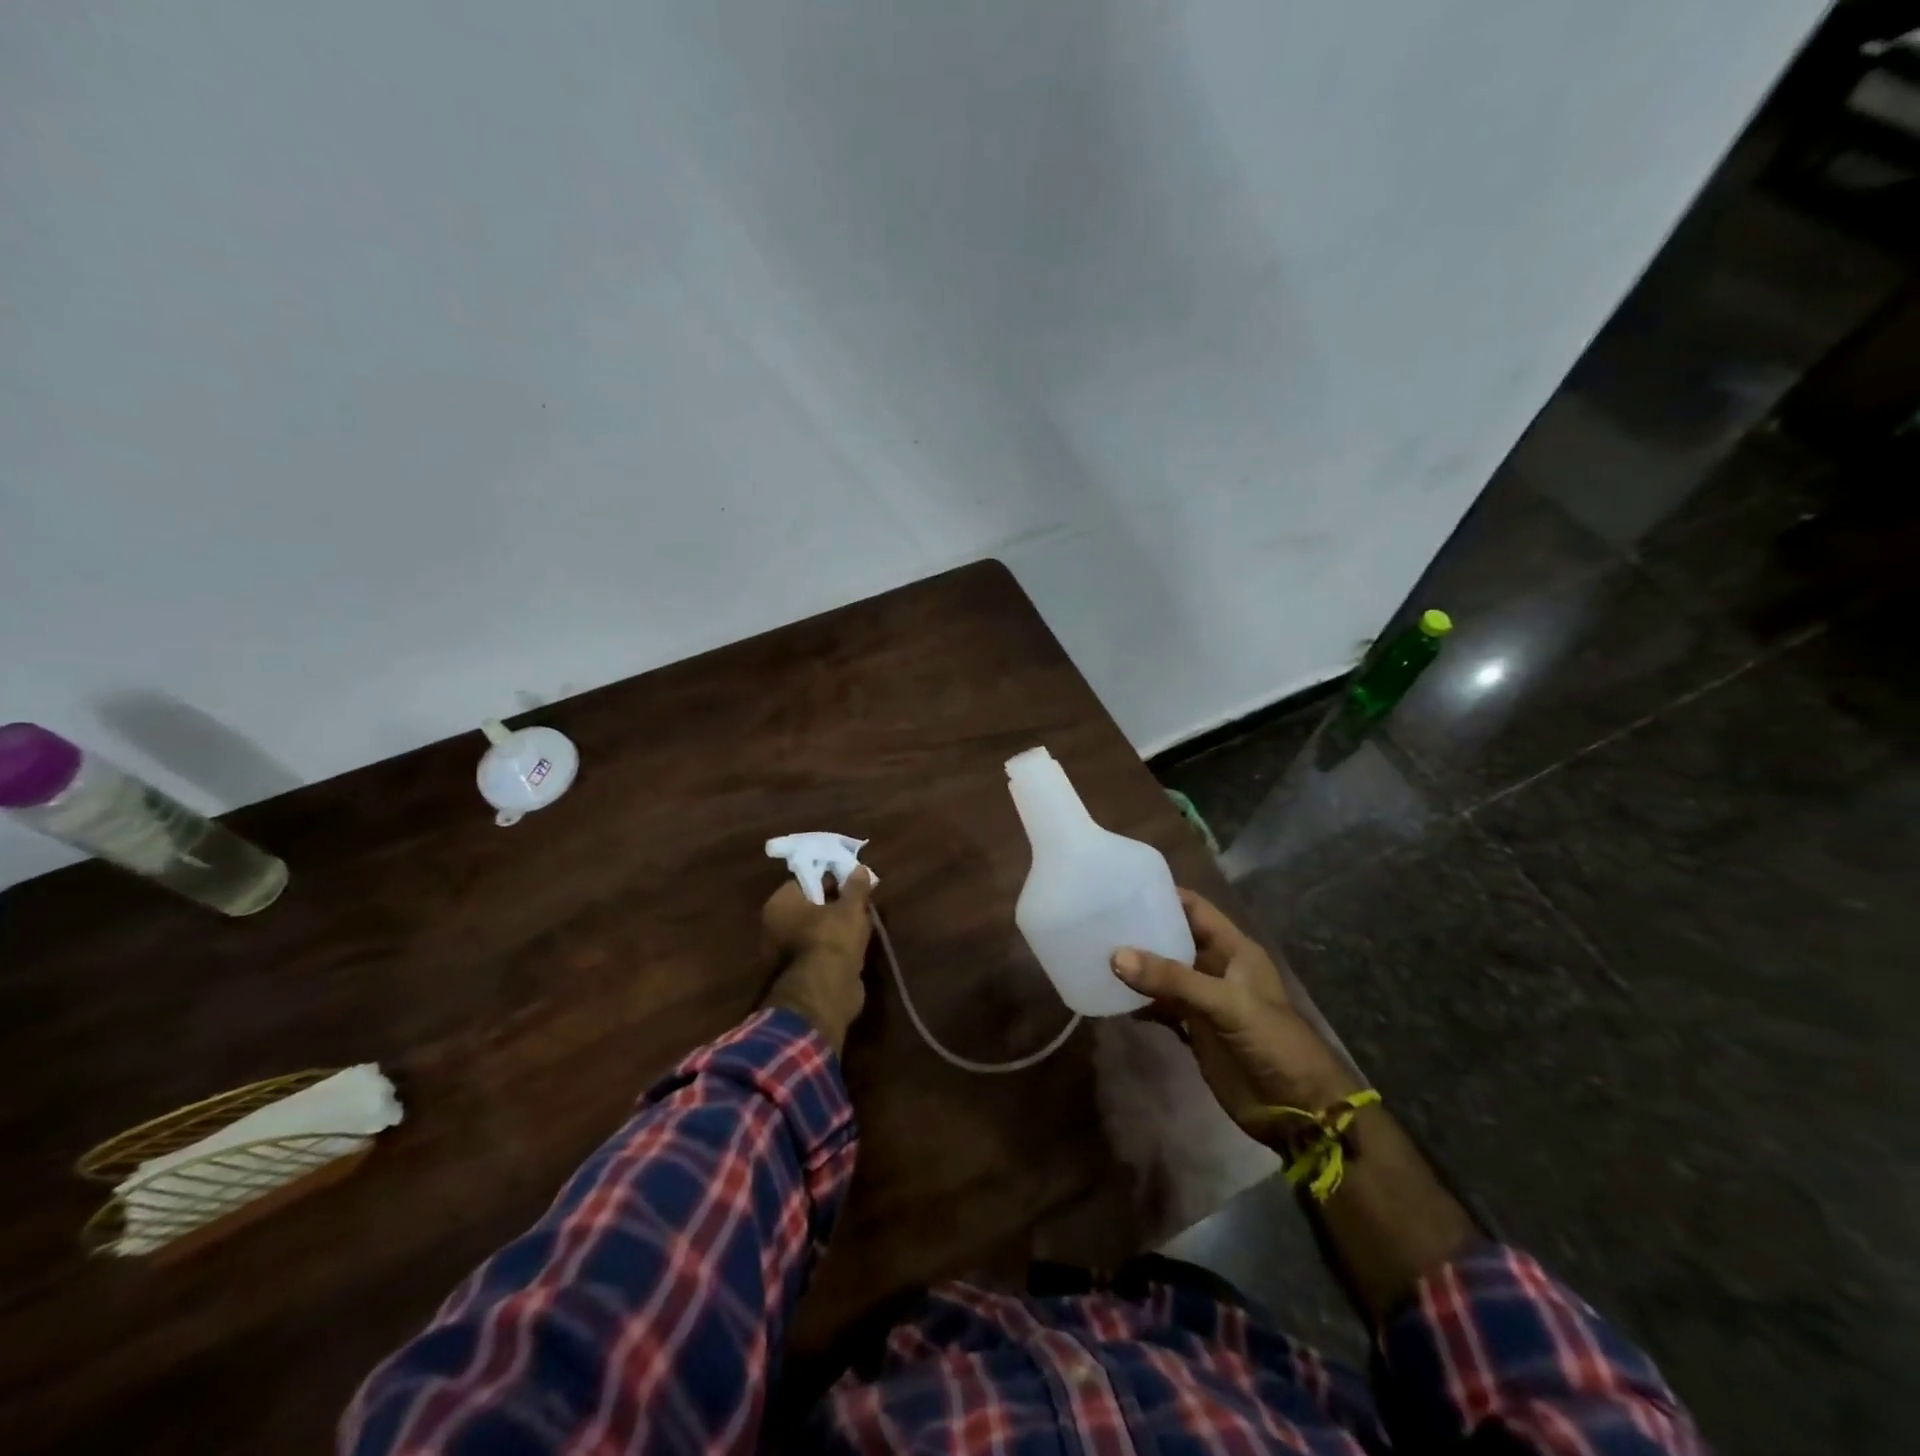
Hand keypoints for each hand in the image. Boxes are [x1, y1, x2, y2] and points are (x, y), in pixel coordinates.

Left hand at [759, 868, 875, 1054]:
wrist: (825, 993)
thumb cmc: (832, 939)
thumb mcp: (850, 907)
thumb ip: (855, 887)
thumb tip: (859, 868)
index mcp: (780, 903)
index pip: (805, 880)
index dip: (830, 878)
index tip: (852, 880)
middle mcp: (775, 926)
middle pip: (810, 906)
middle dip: (835, 903)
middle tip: (860, 901)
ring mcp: (784, 953)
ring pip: (816, 930)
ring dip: (837, 927)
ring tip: (863, 922)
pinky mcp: (799, 974)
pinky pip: (820, 951)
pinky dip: (835, 948)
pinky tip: (857, 944)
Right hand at [1113, 890, 1361, 1135]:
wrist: (1297, 1109)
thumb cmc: (1272, 1041)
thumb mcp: (1225, 1003)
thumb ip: (1173, 979)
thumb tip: (1116, 956)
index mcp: (1234, 949)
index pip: (1194, 909)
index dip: (1164, 895)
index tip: (1123, 888)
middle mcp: (1217, 968)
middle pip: (1174, 939)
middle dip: (1142, 931)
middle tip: (1098, 921)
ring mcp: (1204, 1000)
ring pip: (1165, 974)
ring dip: (1137, 969)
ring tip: (1096, 956)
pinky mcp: (1195, 1029)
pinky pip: (1161, 1007)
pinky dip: (1140, 1002)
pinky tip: (1113, 999)